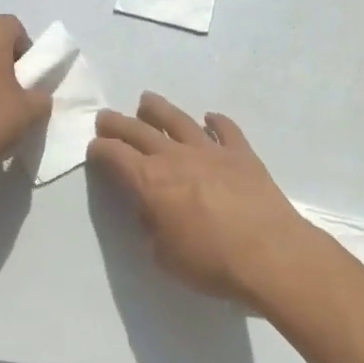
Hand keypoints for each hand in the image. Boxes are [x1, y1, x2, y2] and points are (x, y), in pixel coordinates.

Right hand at [88, 92, 319, 308]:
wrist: (269, 254)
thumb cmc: (210, 261)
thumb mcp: (163, 254)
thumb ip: (152, 226)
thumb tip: (153, 209)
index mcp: (150, 181)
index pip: (116, 156)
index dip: (100, 149)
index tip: (94, 147)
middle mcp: (176, 157)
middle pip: (140, 131)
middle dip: (119, 123)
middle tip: (106, 117)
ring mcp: (212, 151)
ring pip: (179, 121)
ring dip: (159, 109)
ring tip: (147, 100)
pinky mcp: (242, 155)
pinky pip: (226, 130)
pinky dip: (216, 121)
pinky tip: (210, 117)